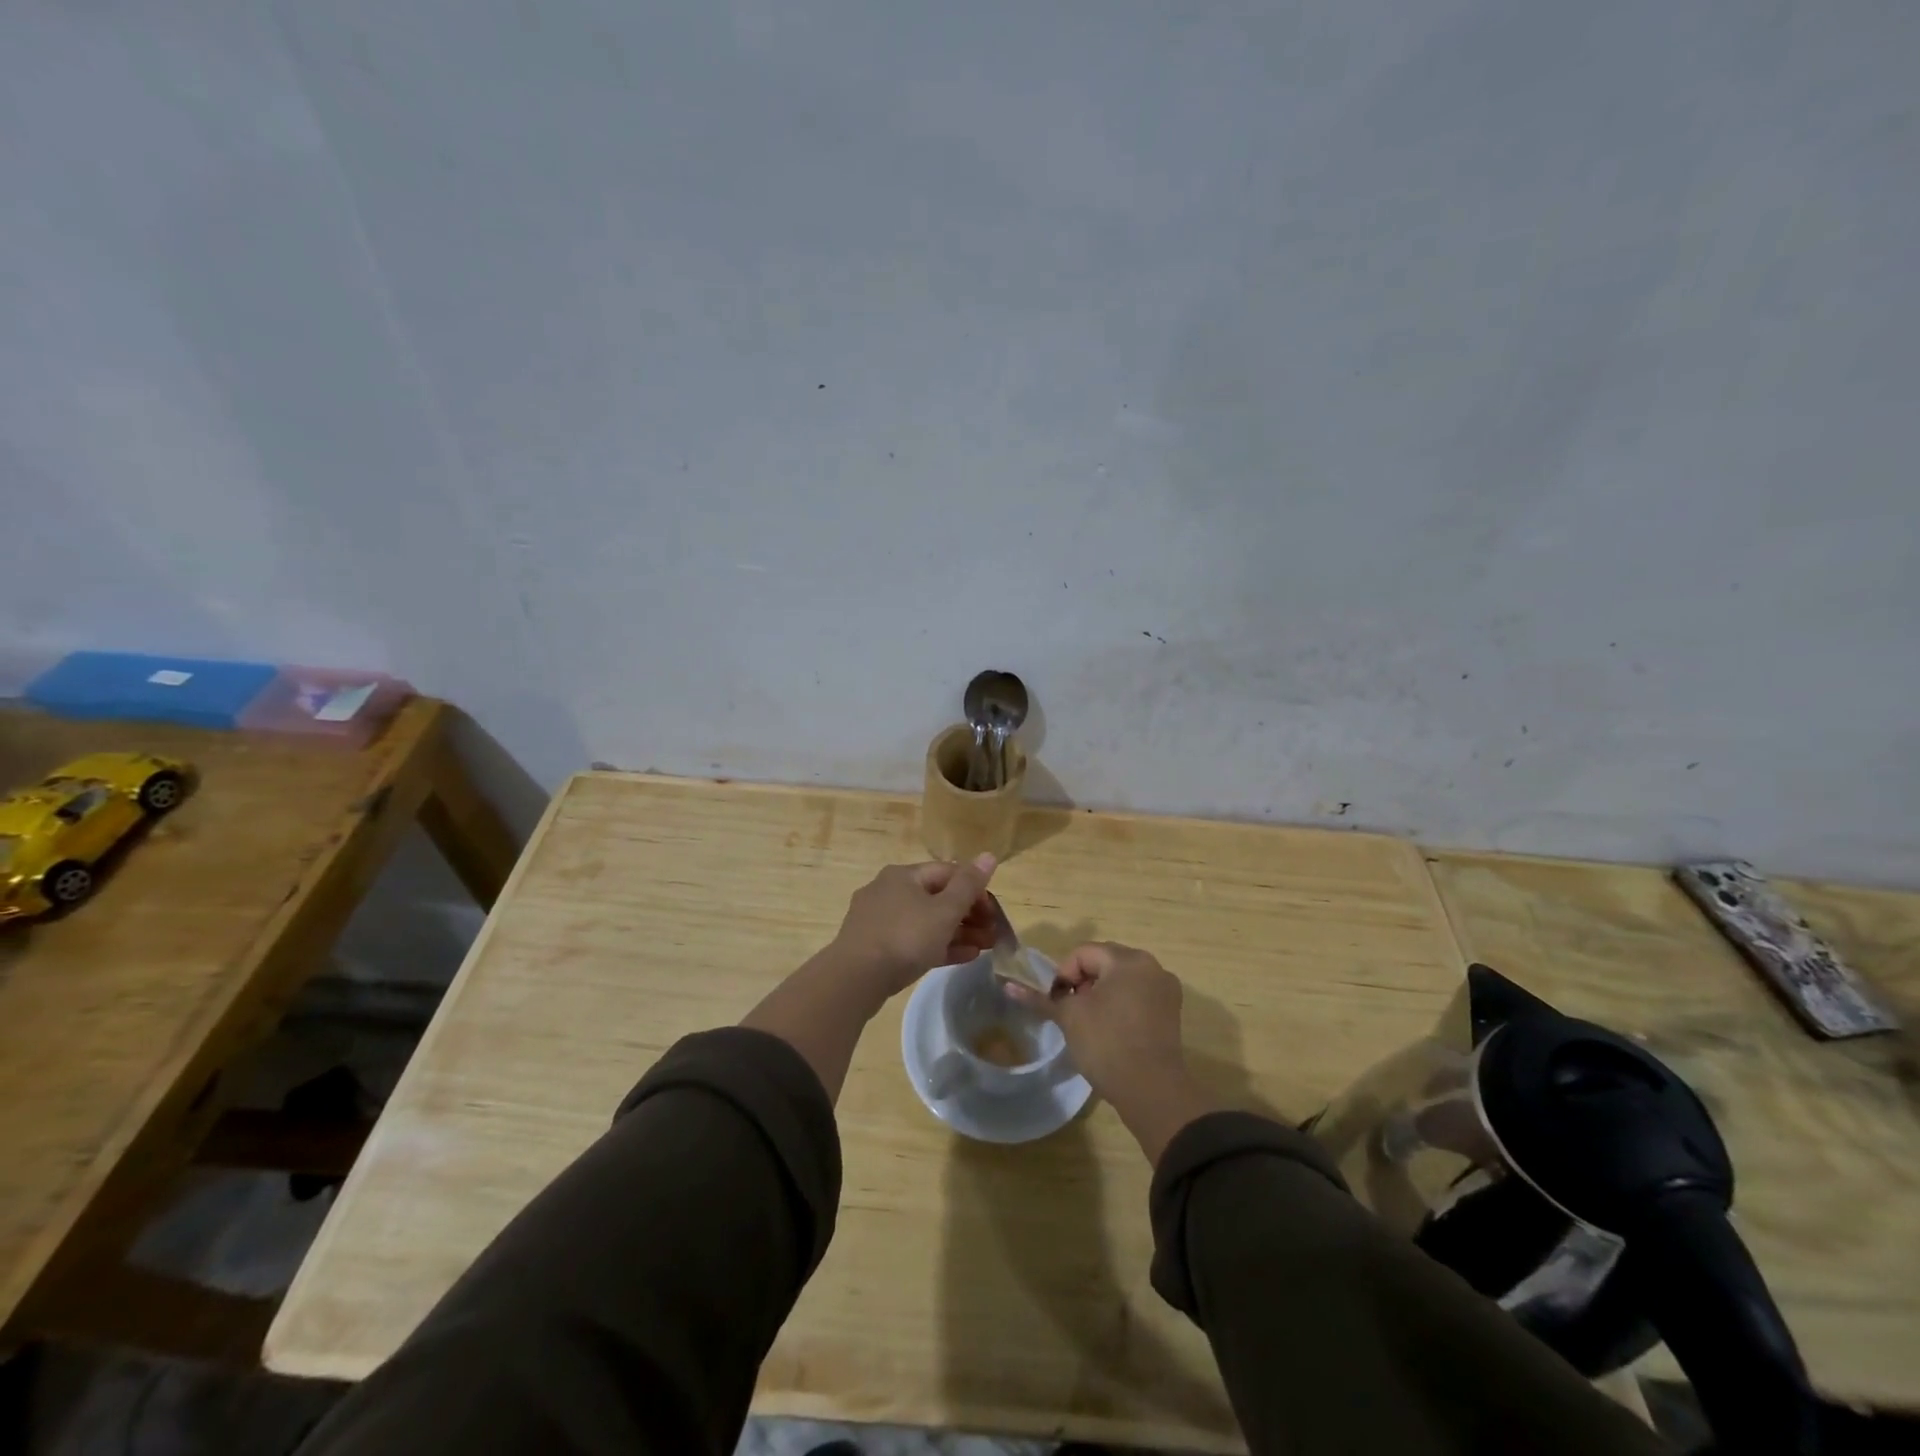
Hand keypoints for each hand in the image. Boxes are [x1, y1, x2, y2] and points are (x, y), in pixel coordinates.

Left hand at [829, 855, 997, 996]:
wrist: (855, 979)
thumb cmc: (905, 937)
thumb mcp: (944, 911)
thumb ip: (968, 885)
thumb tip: (989, 855)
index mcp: (903, 875)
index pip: (948, 872)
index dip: (975, 889)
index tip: (994, 912)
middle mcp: (889, 891)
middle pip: (937, 897)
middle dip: (969, 915)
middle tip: (993, 934)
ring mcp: (880, 920)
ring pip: (927, 921)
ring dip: (959, 932)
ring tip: (985, 948)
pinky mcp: (876, 946)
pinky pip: (914, 940)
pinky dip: (939, 946)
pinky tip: (964, 957)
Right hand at [1007, 941, 1186, 1097]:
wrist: (1152, 1091)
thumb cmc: (1107, 1044)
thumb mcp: (1069, 1018)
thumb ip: (1040, 998)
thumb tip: (1008, 986)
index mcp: (1128, 959)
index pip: (1083, 953)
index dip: (1063, 975)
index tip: (1056, 1003)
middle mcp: (1151, 966)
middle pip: (1104, 962)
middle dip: (1082, 983)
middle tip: (1070, 1012)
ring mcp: (1165, 990)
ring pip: (1121, 980)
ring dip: (1100, 994)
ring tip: (1088, 1023)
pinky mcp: (1171, 1013)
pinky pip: (1138, 996)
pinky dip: (1120, 1005)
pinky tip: (1110, 1031)